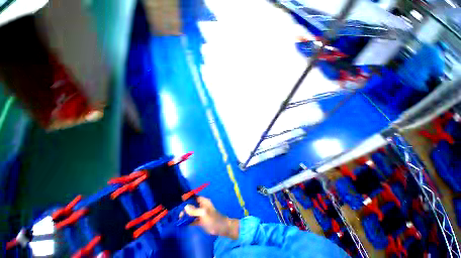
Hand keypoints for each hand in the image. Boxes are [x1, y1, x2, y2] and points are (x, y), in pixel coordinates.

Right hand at [183, 197, 238, 238]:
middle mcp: (201, 206)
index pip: (194, 197)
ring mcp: (200, 213)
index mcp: (203, 201)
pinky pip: (192, 219)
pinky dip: (188, 221)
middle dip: (185, 208)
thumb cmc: (213, 218)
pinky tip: (182, 223)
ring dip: (186, 215)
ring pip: (191, 212)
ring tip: (179, 219)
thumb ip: (194, 210)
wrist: (221, 228)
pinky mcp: (200, 221)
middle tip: (179, 214)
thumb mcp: (203, 213)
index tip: (180, 202)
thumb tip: (185, 206)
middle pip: (192, 205)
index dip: (188, 198)